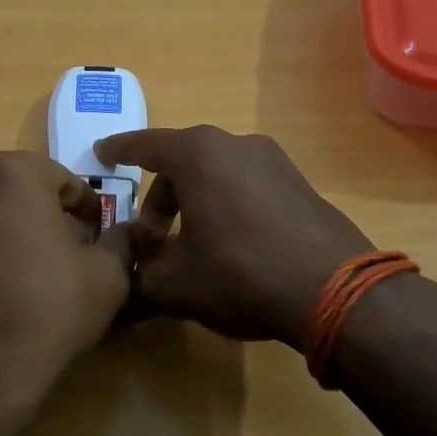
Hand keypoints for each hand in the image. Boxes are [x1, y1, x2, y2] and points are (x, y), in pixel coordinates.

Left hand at [0, 152, 133, 435]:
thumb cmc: (50, 308)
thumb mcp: (108, 275)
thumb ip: (120, 241)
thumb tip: (124, 233)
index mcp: (11, 173)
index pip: (63, 181)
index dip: (88, 210)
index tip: (99, 236)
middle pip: (22, 195)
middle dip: (48, 218)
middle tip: (71, 254)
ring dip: (15, 236)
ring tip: (35, 277)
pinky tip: (2, 296)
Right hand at [94, 126, 371, 349]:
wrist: (335, 291)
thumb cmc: (239, 274)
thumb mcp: (174, 284)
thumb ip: (138, 277)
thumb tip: (123, 279)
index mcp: (197, 155)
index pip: (144, 145)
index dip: (118, 151)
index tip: (101, 155)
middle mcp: (235, 144)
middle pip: (181, 162)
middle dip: (158, 199)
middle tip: (149, 239)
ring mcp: (273, 161)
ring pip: (215, 173)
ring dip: (192, 203)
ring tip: (189, 246)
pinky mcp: (299, 182)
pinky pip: (245, 185)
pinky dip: (224, 205)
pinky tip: (228, 246)